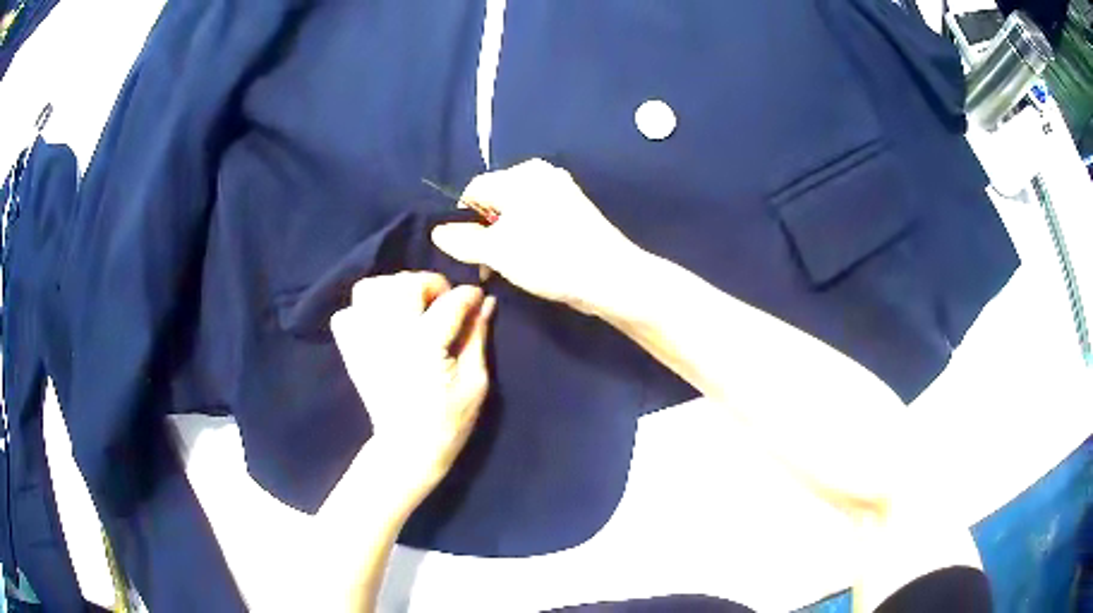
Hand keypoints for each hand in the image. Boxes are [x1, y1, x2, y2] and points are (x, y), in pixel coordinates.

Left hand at [330, 272, 495, 499]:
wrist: (407, 448)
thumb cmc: (449, 420)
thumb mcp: (475, 382)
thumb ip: (477, 337)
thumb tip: (484, 302)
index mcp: (425, 345)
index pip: (450, 301)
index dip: (468, 295)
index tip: (476, 299)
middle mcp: (390, 335)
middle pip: (405, 283)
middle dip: (429, 284)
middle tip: (441, 303)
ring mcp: (365, 341)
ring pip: (370, 289)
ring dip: (393, 290)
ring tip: (409, 307)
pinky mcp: (351, 351)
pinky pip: (346, 314)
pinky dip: (363, 311)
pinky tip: (382, 323)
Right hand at [431, 158, 640, 314]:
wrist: (610, 276)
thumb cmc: (549, 258)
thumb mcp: (497, 252)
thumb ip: (463, 240)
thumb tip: (437, 231)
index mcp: (520, 175)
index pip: (474, 189)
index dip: (463, 220)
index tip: (467, 252)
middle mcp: (540, 173)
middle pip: (496, 199)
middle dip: (486, 230)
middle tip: (488, 263)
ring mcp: (561, 189)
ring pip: (517, 210)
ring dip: (506, 237)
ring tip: (510, 266)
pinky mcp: (575, 208)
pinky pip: (538, 216)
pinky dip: (528, 235)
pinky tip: (534, 259)